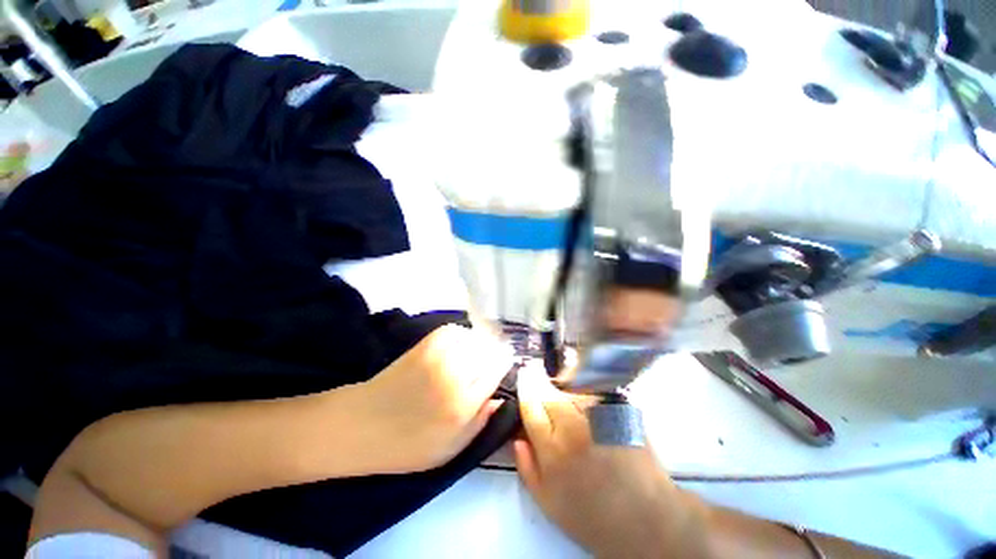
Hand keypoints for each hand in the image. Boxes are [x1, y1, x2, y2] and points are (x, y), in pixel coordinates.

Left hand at [350, 324, 512, 473]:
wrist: (361, 425)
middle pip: (490, 348)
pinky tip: (457, 349)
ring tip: (472, 358)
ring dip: (479, 345)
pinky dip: (462, 336)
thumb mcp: (450, 451)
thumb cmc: (407, 446)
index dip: (503, 365)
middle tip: (486, 367)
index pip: (498, 368)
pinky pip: (455, 330)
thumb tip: (502, 398)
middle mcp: (455, 373)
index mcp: (463, 403)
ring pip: (475, 337)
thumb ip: (481, 423)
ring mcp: (439, 354)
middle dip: (493, 355)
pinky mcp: (425, 343)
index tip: (502, 369)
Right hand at [514, 365, 710, 558]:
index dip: (525, 388)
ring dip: (564, 392)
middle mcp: (574, 427)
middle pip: (549, 392)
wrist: (648, 519)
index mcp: (553, 450)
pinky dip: (584, 397)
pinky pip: (592, 395)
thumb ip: (527, 467)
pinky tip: (588, 411)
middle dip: (541, 385)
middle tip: (540, 383)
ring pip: (570, 390)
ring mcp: (599, 416)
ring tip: (568, 406)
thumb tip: (517, 437)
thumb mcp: (549, 503)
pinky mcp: (619, 411)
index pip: (531, 405)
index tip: (524, 375)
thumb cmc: (594, 518)